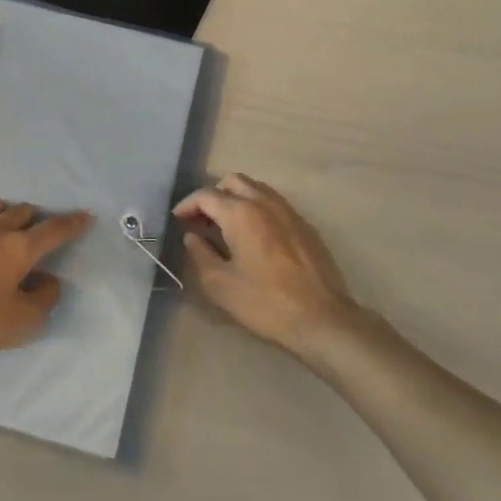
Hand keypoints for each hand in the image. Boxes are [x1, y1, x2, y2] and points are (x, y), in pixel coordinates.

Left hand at [0, 200, 90, 361]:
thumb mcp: (21, 319)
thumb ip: (43, 298)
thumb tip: (49, 281)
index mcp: (19, 248)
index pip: (53, 230)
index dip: (71, 223)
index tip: (84, 216)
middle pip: (23, 212)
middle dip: (37, 219)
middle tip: (41, 232)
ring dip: (10, 215)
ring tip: (11, 227)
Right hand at [173, 174, 355, 354]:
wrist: (321, 319)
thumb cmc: (265, 302)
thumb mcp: (220, 284)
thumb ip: (201, 254)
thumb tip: (193, 237)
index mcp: (240, 212)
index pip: (206, 195)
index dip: (188, 205)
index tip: (178, 219)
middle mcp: (264, 202)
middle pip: (233, 182)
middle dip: (213, 195)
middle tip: (203, 219)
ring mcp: (289, 211)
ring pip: (257, 189)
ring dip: (237, 198)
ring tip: (227, 225)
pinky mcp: (305, 226)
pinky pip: (275, 204)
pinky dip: (258, 209)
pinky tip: (255, 236)